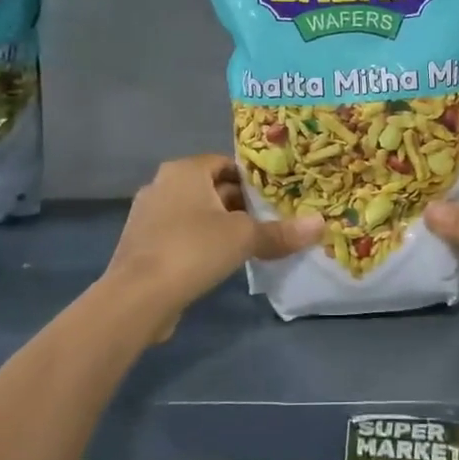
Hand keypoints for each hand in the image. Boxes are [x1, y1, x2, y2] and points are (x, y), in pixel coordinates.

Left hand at [103, 155, 322, 339]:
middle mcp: (162, 184)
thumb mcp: (244, 238)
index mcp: (185, 170)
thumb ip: (281, 232)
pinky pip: (179, 234)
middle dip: (239, 203)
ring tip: (250, 242)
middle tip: (270, 219)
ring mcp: (147, 215)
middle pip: (210, 187)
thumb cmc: (193, 249)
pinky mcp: (141, 244)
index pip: (225, 163)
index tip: (276, 196)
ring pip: (194, 212)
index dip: (252, 178)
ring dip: (219, 224)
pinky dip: (199, 242)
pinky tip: (219, 262)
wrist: (137, 296)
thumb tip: (320, 224)